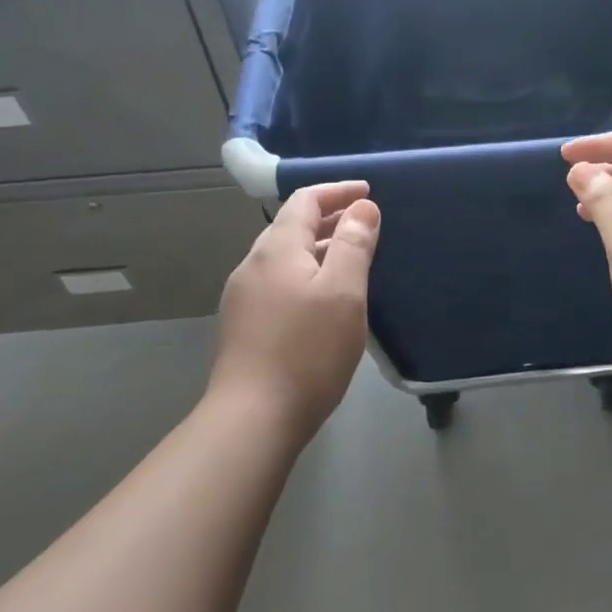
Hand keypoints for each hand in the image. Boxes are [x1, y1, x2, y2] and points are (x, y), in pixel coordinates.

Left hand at [212, 181, 379, 442]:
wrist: (253, 419)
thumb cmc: (307, 350)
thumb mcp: (343, 292)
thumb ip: (353, 244)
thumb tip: (362, 207)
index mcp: (276, 249)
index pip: (305, 200)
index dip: (338, 191)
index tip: (368, 193)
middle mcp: (253, 265)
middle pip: (292, 226)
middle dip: (330, 219)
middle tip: (366, 226)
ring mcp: (243, 297)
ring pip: (286, 257)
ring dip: (319, 249)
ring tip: (352, 261)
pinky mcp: (244, 325)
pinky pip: (280, 282)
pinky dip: (307, 274)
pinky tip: (325, 299)